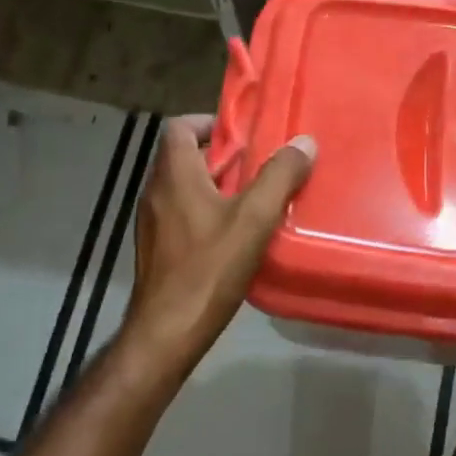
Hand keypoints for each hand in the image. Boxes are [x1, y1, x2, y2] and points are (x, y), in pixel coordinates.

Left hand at [125, 115, 315, 369]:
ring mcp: (152, 222)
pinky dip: (206, 211)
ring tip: (255, 198)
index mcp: (174, 175)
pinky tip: (236, 234)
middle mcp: (156, 192)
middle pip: (185, 156)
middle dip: (223, 156)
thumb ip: (279, 176)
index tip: (244, 135)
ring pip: (184, 187)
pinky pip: (181, 213)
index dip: (210, 122)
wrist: (166, 333)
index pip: (180, 127)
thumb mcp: (253, 219)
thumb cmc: (208, 268)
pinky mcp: (156, 248)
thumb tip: (304, 142)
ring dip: (217, 185)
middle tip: (261, 166)